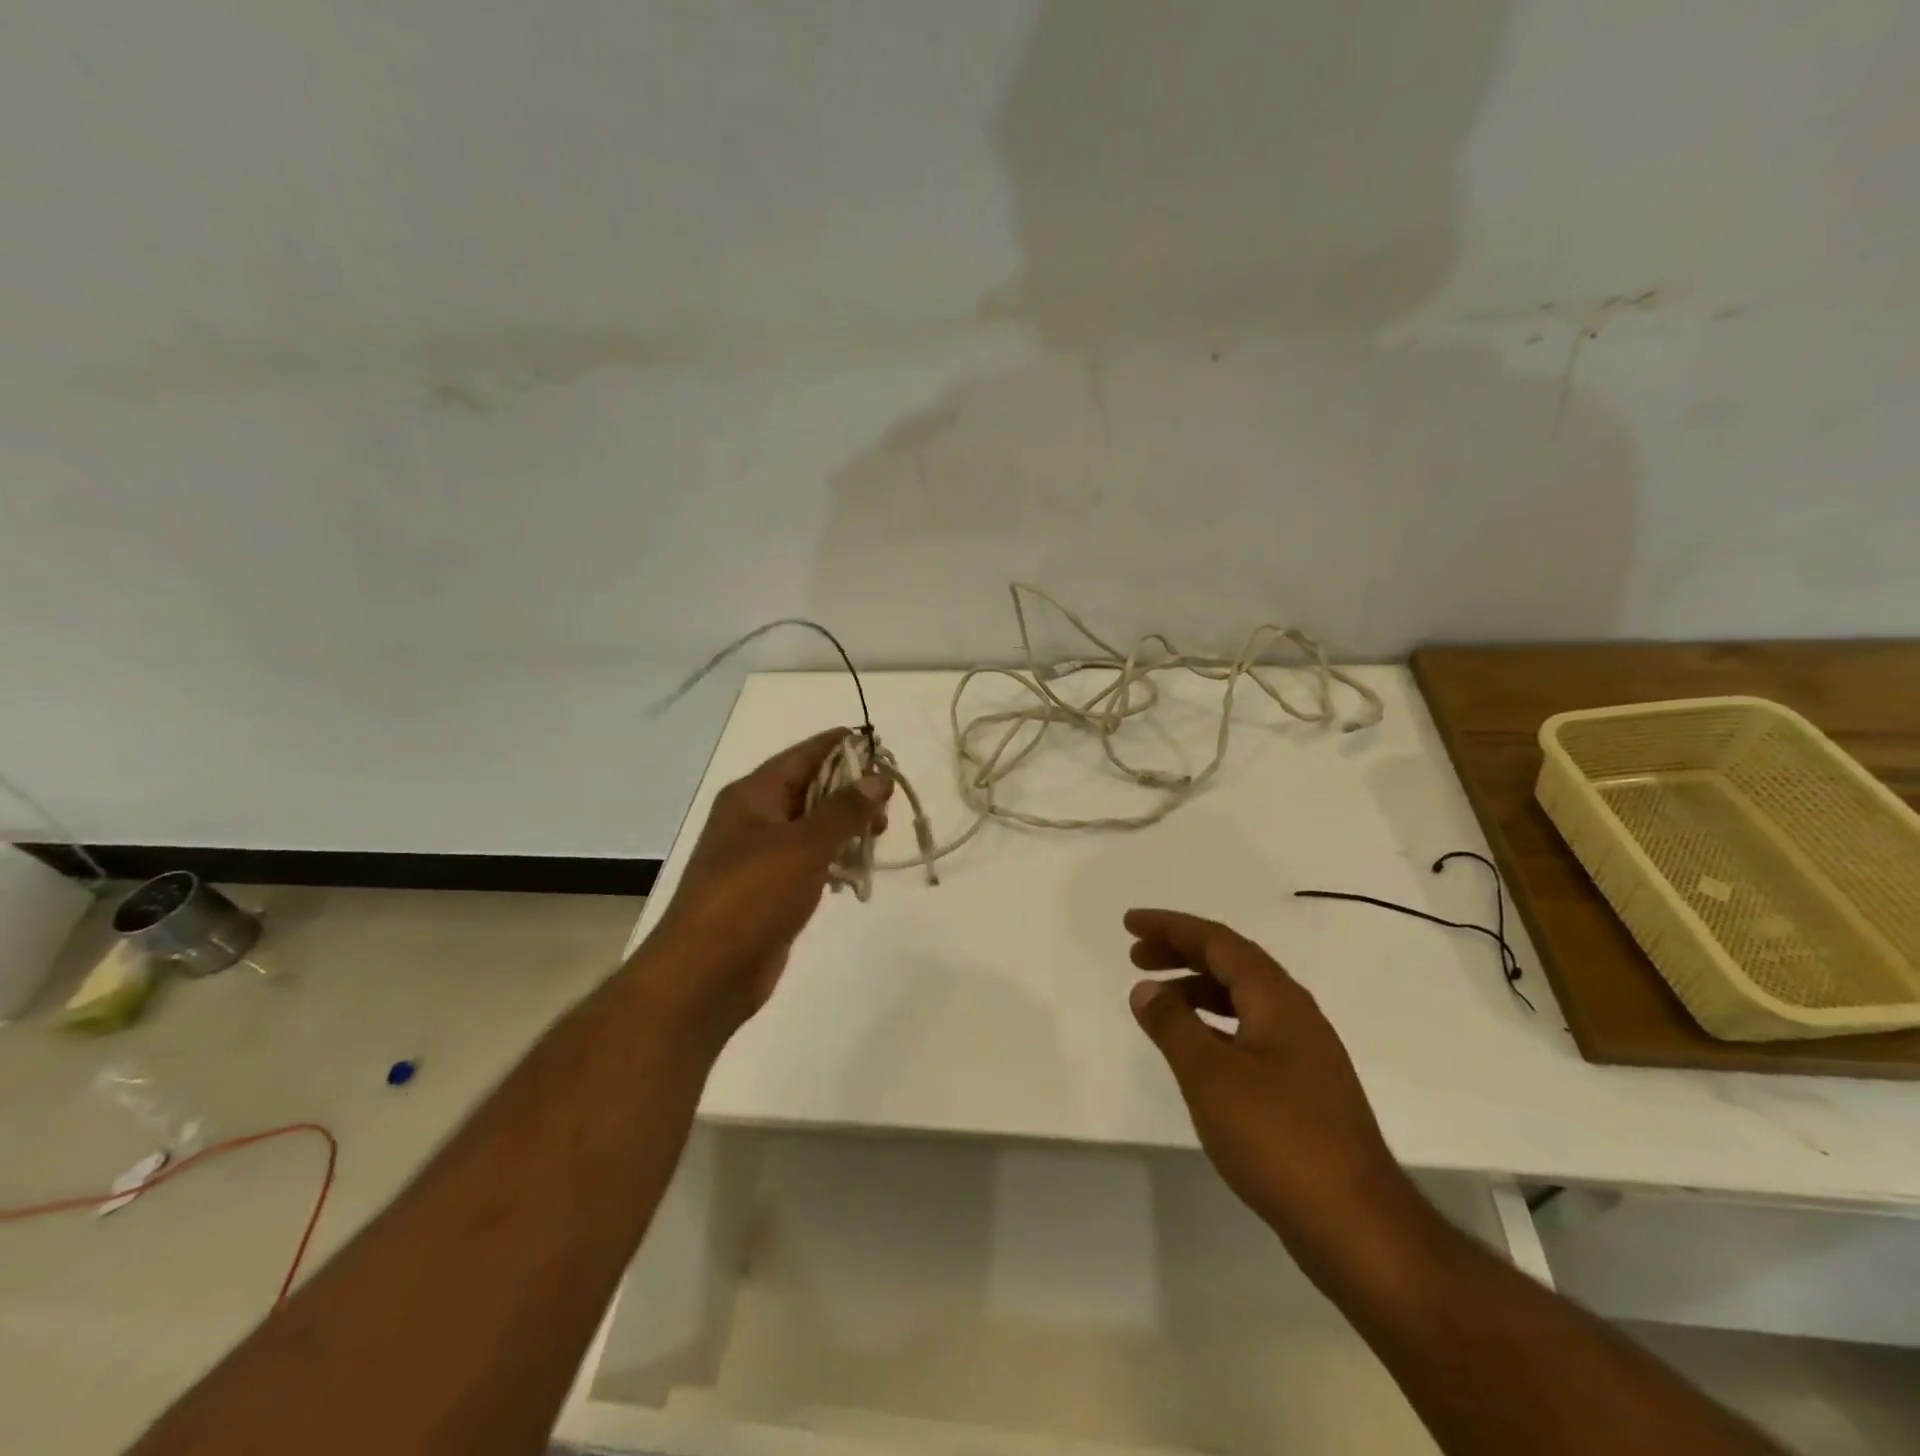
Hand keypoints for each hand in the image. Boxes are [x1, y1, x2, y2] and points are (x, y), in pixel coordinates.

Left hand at [639, 729, 891, 1043]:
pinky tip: (856, 870)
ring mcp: (760, 855)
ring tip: (878, 837)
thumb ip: (845, 809)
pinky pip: (808, 861)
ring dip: (846, 827)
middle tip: (888, 806)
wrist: (705, 974)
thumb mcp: (804, 845)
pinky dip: (833, 859)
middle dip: (851, 792)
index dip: (844, 748)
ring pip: (812, 827)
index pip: (805, 755)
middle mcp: (755, 818)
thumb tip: (879, 776)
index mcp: (754, 795)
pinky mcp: (769, 890)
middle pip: (811, 788)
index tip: (884, 750)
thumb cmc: (752, 896)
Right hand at [1125, 908, 1433, 1280]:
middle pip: (1231, 964)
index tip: (1129, 923)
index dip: (1171, 927)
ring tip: (1156, 1002)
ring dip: (1196, 990)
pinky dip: (1214, 1026)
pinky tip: (1196, 1049)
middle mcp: (1295, 1014)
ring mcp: (1304, 1053)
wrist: (1357, 1226)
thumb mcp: (1210, 1076)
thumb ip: (1173, 1025)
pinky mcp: (1304, 1088)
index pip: (1217, 941)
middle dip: (1181, 952)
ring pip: (1242, 1000)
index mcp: (1277, 999)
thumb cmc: (1277, 1138)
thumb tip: (1146, 989)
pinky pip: (1249, 1032)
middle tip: (1135, 955)